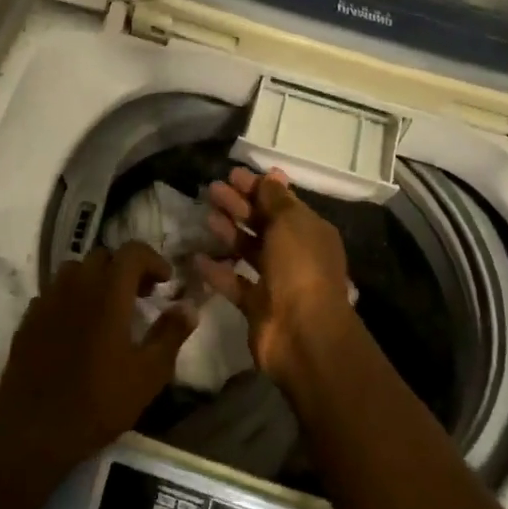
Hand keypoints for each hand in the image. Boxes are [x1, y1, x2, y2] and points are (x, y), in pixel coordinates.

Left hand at [0, 241, 197, 472]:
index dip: (153, 259)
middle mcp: (75, 285)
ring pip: (74, 270)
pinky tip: (77, 327)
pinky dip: (71, 298)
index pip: (132, 251)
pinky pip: (53, 293)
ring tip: (108, 308)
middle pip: (103, 256)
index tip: (165, 282)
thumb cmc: (100, 401)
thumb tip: (189, 306)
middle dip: (125, 268)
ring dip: (96, 279)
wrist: (35, 431)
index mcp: (108, 291)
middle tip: (140, 295)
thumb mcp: (149, 373)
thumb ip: (171, 333)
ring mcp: (47, 300)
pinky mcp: (28, 319)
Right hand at [193, 167, 358, 381]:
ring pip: (248, 250)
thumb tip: (271, 175)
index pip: (282, 202)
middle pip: (264, 223)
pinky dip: (218, 270)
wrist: (303, 334)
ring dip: (229, 231)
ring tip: (206, 214)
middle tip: (213, 189)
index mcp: (310, 232)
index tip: (233, 174)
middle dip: (240, 205)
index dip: (258, 187)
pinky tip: (197, 257)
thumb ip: (275, 199)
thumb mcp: (290, 223)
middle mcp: (295, 254)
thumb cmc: (300, 267)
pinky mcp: (257, 305)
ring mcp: (276, 281)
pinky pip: (234, 282)